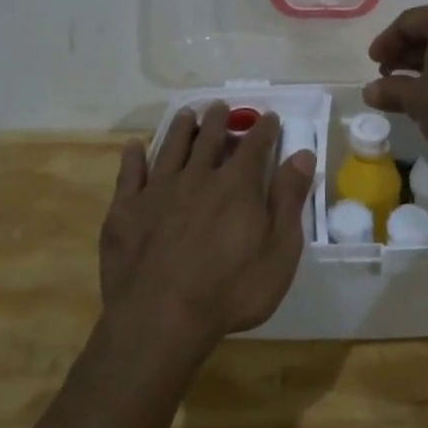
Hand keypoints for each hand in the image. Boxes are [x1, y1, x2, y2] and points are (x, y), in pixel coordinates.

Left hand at [100, 103, 315, 359]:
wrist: (160, 320)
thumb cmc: (230, 291)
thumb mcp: (279, 251)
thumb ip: (289, 200)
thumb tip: (302, 155)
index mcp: (236, 185)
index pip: (255, 146)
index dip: (264, 129)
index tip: (269, 117)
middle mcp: (197, 176)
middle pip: (209, 138)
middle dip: (219, 120)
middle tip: (221, 107)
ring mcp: (157, 191)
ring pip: (170, 147)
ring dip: (181, 128)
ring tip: (187, 114)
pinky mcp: (125, 210)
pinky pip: (129, 173)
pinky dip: (133, 156)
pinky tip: (135, 146)